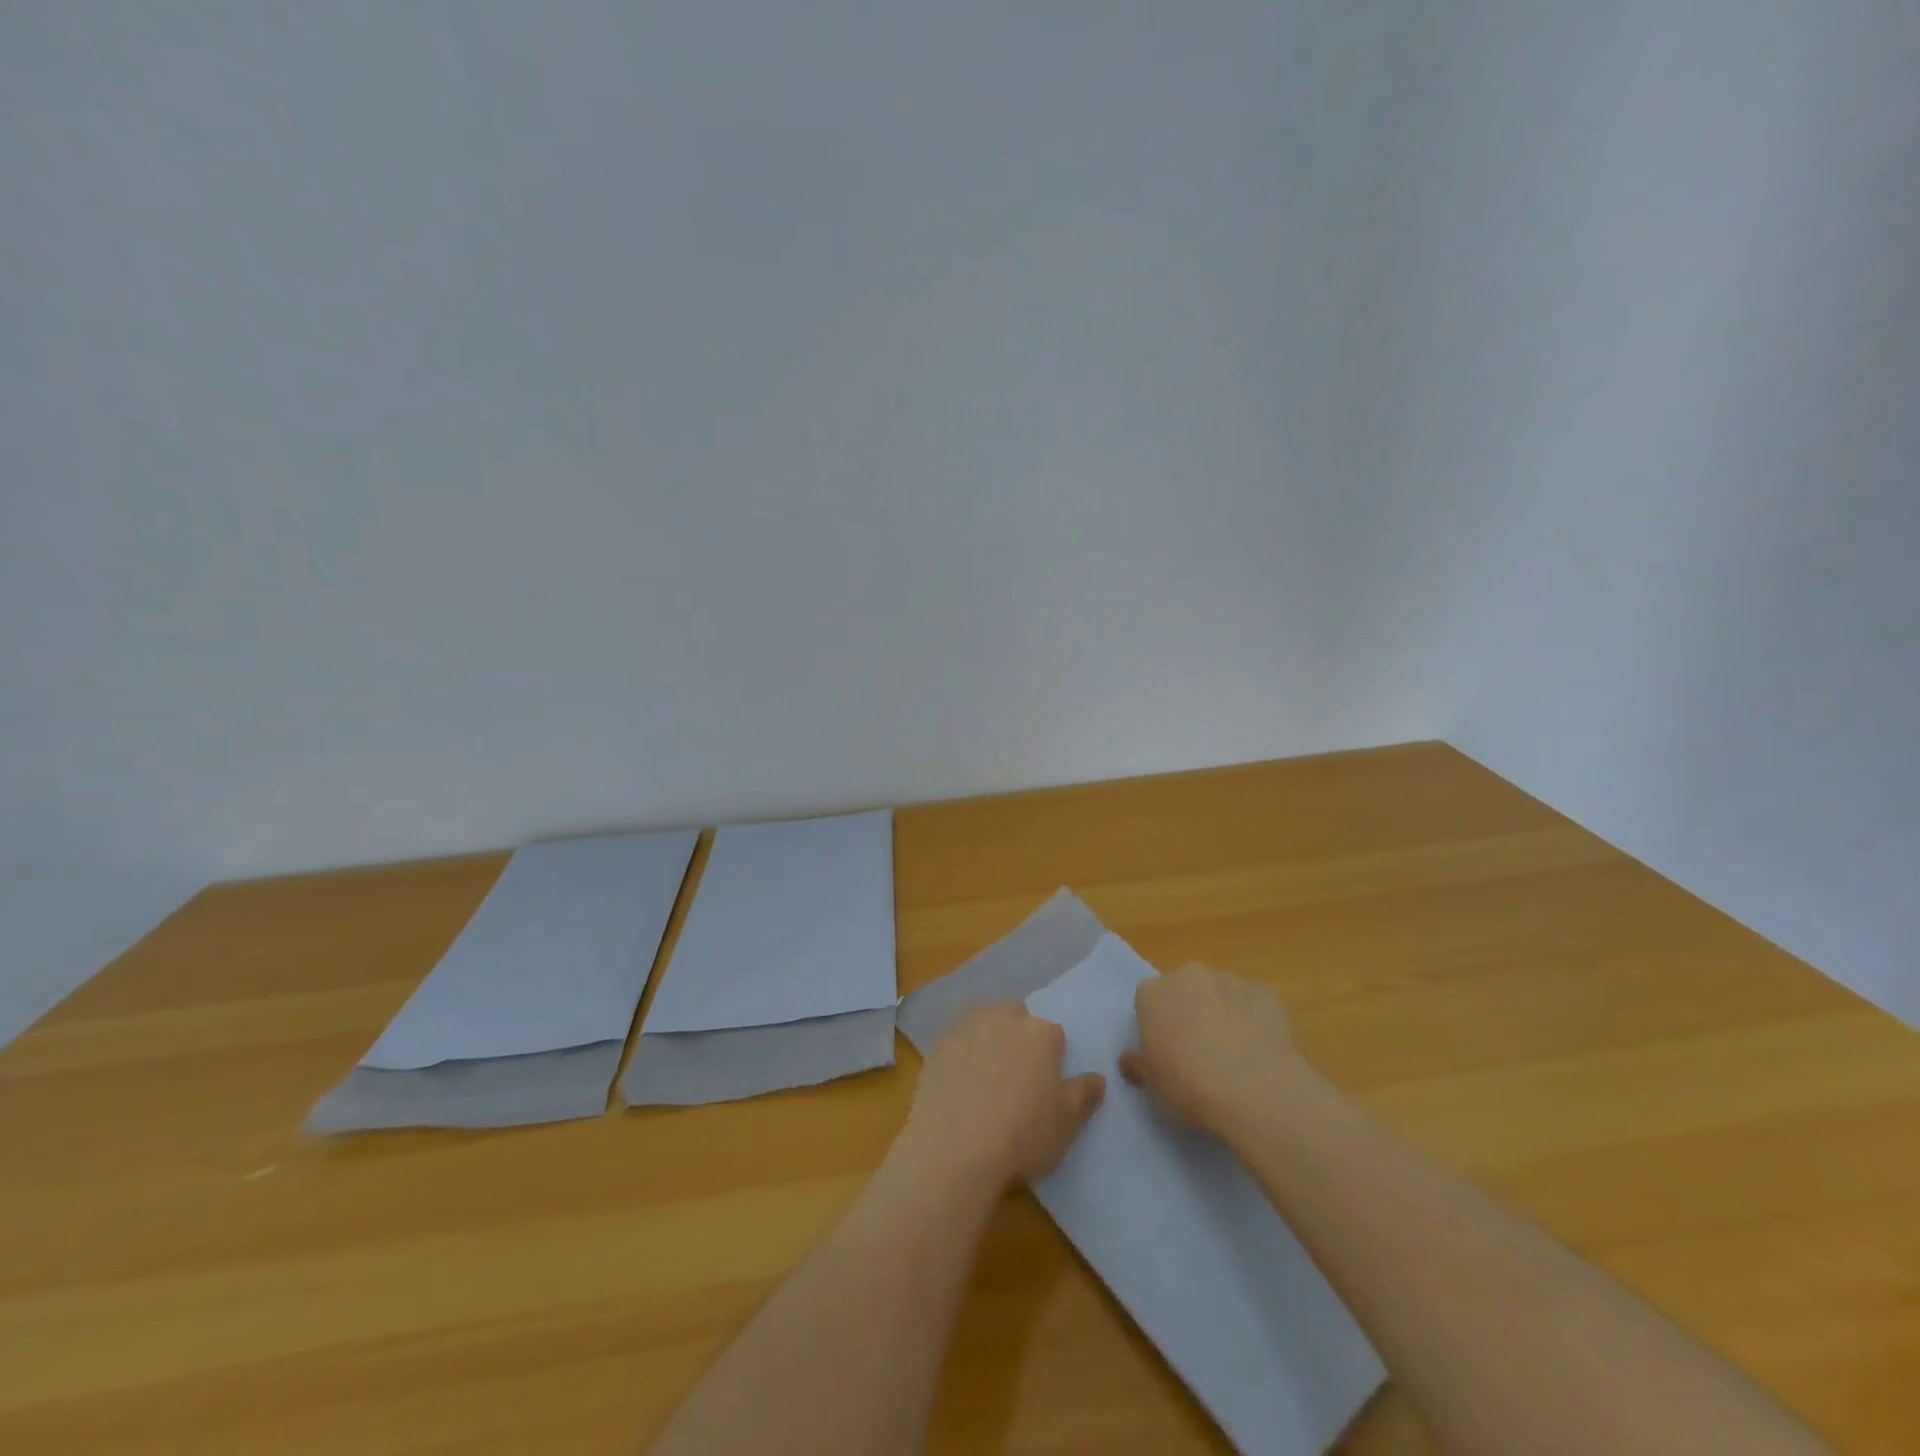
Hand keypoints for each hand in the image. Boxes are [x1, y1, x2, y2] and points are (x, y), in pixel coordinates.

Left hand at [902, 1004, 1104, 1187]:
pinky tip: (958, 1085)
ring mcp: (965, 1029)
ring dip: (987, 1038)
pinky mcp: (936, 1047)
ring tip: (986, 1076)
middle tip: (1017, 1075)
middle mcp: (1002, 1019)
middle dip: (1018, 1035)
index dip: (1053, 1058)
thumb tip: (1097, 1078)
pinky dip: (959, 1056)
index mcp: (1040, 1032)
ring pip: (982, 1022)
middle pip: (1015, 1016)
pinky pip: (955, 1043)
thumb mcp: (1067, 1123)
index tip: (1047, 1084)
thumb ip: (1084, 1094)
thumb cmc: (1022, 1134)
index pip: (1054, 1034)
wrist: (954, 1149)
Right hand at [1120, 963, 1297, 1133]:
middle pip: (1185, 990)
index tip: (1167, 1052)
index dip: (1158, 1026)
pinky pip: (1252, 1005)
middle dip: (1190, 1012)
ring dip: (1222, 1014)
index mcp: (1152, 992)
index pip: (1149, 1001)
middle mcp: (1188, 976)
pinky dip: (1253, 1021)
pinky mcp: (1265, 993)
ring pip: (1220, 994)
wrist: (1253, 1089)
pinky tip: (1260, 1052)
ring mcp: (1229, 981)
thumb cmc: (1188, 1085)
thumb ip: (1138, 1064)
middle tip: (1199, 1051)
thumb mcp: (1151, 1084)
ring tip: (1234, 1055)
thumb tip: (1130, 1058)